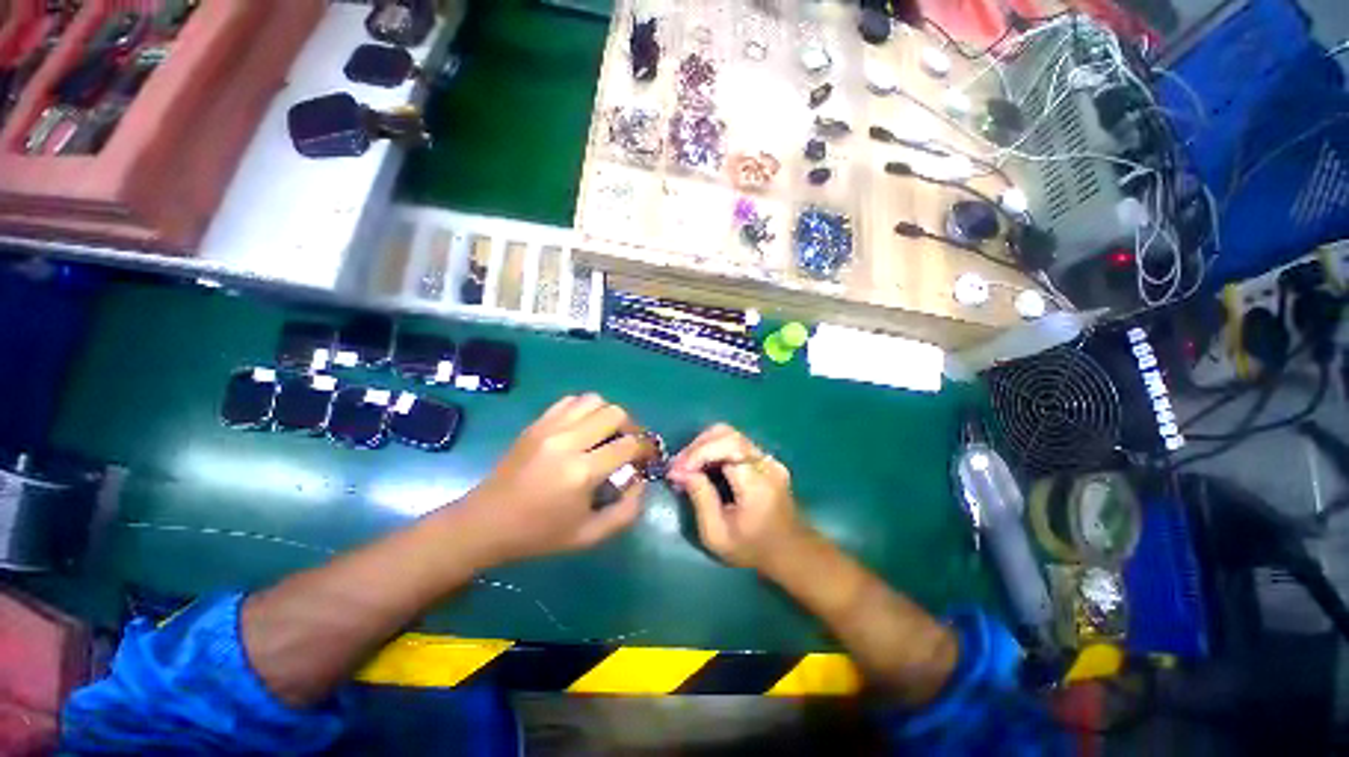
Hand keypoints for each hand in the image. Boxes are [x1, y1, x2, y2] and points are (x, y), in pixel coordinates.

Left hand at [463, 394, 647, 562]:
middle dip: (630, 427)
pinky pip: (570, 401)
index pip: (629, 444)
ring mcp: (549, 428)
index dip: (645, 448)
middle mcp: (567, 441)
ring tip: (606, 434)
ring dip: (608, 414)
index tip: (646, 457)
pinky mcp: (536, 424)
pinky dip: (585, 409)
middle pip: (615, 413)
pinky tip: (584, 428)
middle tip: (628, 444)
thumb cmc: (539, 534)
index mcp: (582, 472)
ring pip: (594, 400)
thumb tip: (641, 480)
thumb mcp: (589, 535)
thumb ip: (626, 510)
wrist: (486, 523)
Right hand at [667, 424, 806, 569]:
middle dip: (697, 446)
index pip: (727, 447)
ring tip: (686, 466)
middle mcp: (765, 463)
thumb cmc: (751, 549)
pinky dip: (713, 449)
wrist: (789, 552)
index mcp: (757, 483)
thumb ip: (700, 499)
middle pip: (727, 434)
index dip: (697, 453)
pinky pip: (734, 443)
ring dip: (703, 446)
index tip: (676, 471)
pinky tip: (701, 466)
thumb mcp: (717, 534)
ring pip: (729, 434)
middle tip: (677, 467)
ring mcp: (767, 458)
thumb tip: (681, 472)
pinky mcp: (764, 459)